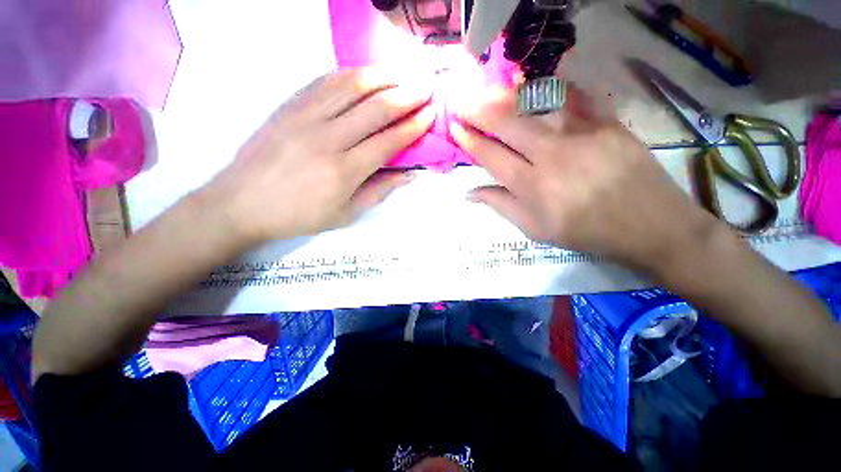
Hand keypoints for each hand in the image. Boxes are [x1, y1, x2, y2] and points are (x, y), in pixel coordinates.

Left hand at [204, 67, 434, 245]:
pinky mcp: (290, 105)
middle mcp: (328, 138)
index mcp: (345, 171)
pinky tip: (367, 73)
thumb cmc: (299, 215)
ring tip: (404, 73)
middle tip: (427, 87)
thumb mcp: (346, 214)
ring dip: (384, 76)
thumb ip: (380, 191)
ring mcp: (306, 117)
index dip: (413, 126)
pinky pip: (325, 81)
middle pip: (376, 108)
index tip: (430, 114)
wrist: (242, 203)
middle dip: (407, 95)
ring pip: (352, 86)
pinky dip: (351, 74)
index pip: (389, 141)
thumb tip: (410, 175)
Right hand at [450, 85, 721, 272]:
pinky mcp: (608, 123)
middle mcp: (552, 156)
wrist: (651, 226)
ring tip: (491, 90)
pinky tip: (540, 84)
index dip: (470, 140)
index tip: (455, 127)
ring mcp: (582, 134)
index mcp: (532, 186)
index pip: (491, 156)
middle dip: (480, 110)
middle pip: (508, 124)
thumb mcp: (536, 229)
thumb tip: (470, 193)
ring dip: (509, 95)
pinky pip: (577, 96)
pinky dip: (555, 87)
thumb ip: (501, 206)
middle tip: (463, 101)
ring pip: (537, 104)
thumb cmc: (586, 232)